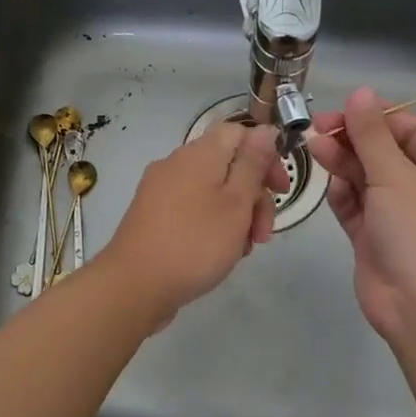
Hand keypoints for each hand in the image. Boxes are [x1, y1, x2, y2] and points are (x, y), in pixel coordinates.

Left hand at [96, 120, 288, 325]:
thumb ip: (253, 164)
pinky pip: (192, 210)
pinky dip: (212, 226)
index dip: (266, 156)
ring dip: (236, 217)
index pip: (239, 133)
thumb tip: (265, 130)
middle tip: (263, 235)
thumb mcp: (236, 203)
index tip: (280, 190)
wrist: (134, 286)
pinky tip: (219, 255)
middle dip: (254, 197)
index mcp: (198, 154)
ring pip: (212, 192)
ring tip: (242, 251)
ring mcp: (160, 191)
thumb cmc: (195, 243)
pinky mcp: (152, 216)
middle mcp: (176, 164)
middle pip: (228, 166)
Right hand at [307, 87, 415, 343]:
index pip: (411, 131)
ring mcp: (396, 217)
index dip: (379, 117)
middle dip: (353, 139)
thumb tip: (359, 92)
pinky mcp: (372, 240)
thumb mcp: (396, 175)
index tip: (345, 109)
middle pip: (384, 154)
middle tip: (318, 128)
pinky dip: (342, 195)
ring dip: (342, 164)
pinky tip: (328, 184)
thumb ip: (372, 135)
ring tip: (313, 148)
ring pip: (365, 180)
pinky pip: (354, 209)